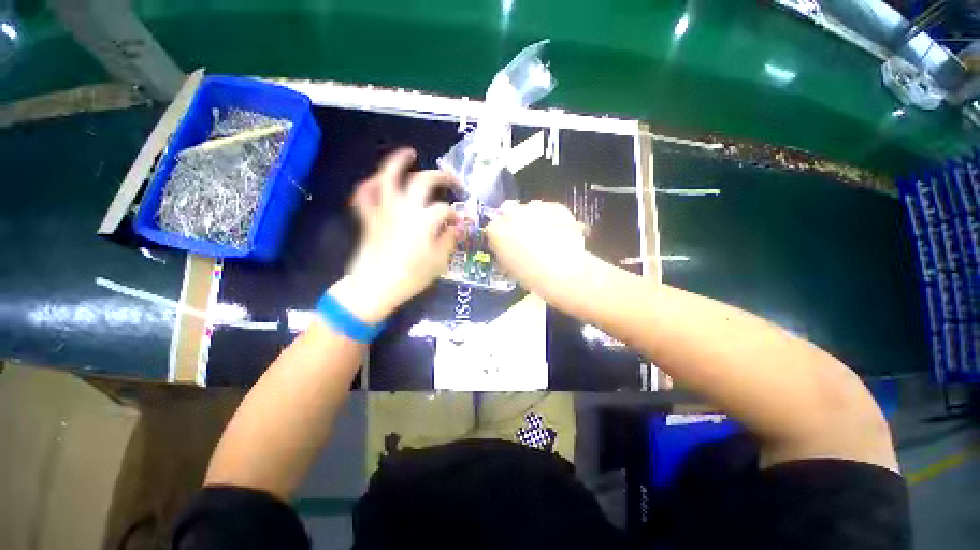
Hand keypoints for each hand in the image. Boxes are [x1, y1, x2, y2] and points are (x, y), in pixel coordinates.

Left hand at [332, 148, 459, 322]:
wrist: (375, 287)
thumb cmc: (411, 276)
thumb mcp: (439, 261)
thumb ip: (450, 239)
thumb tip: (460, 226)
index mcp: (425, 220)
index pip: (445, 209)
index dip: (455, 215)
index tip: (459, 224)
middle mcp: (405, 208)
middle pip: (423, 181)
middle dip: (441, 177)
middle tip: (452, 181)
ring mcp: (384, 209)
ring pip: (388, 177)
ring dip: (399, 161)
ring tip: (410, 153)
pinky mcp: (369, 217)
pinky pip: (364, 195)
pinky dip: (368, 185)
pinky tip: (377, 181)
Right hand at [486, 200, 586, 298]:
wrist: (563, 273)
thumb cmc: (532, 277)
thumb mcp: (509, 267)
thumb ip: (503, 252)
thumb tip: (506, 249)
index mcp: (497, 231)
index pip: (491, 227)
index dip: (499, 236)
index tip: (505, 243)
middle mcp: (512, 214)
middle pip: (508, 211)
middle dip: (514, 222)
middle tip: (524, 237)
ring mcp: (535, 208)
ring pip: (529, 207)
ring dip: (532, 217)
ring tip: (543, 235)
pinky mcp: (555, 207)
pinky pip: (548, 209)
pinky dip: (551, 217)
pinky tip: (557, 231)